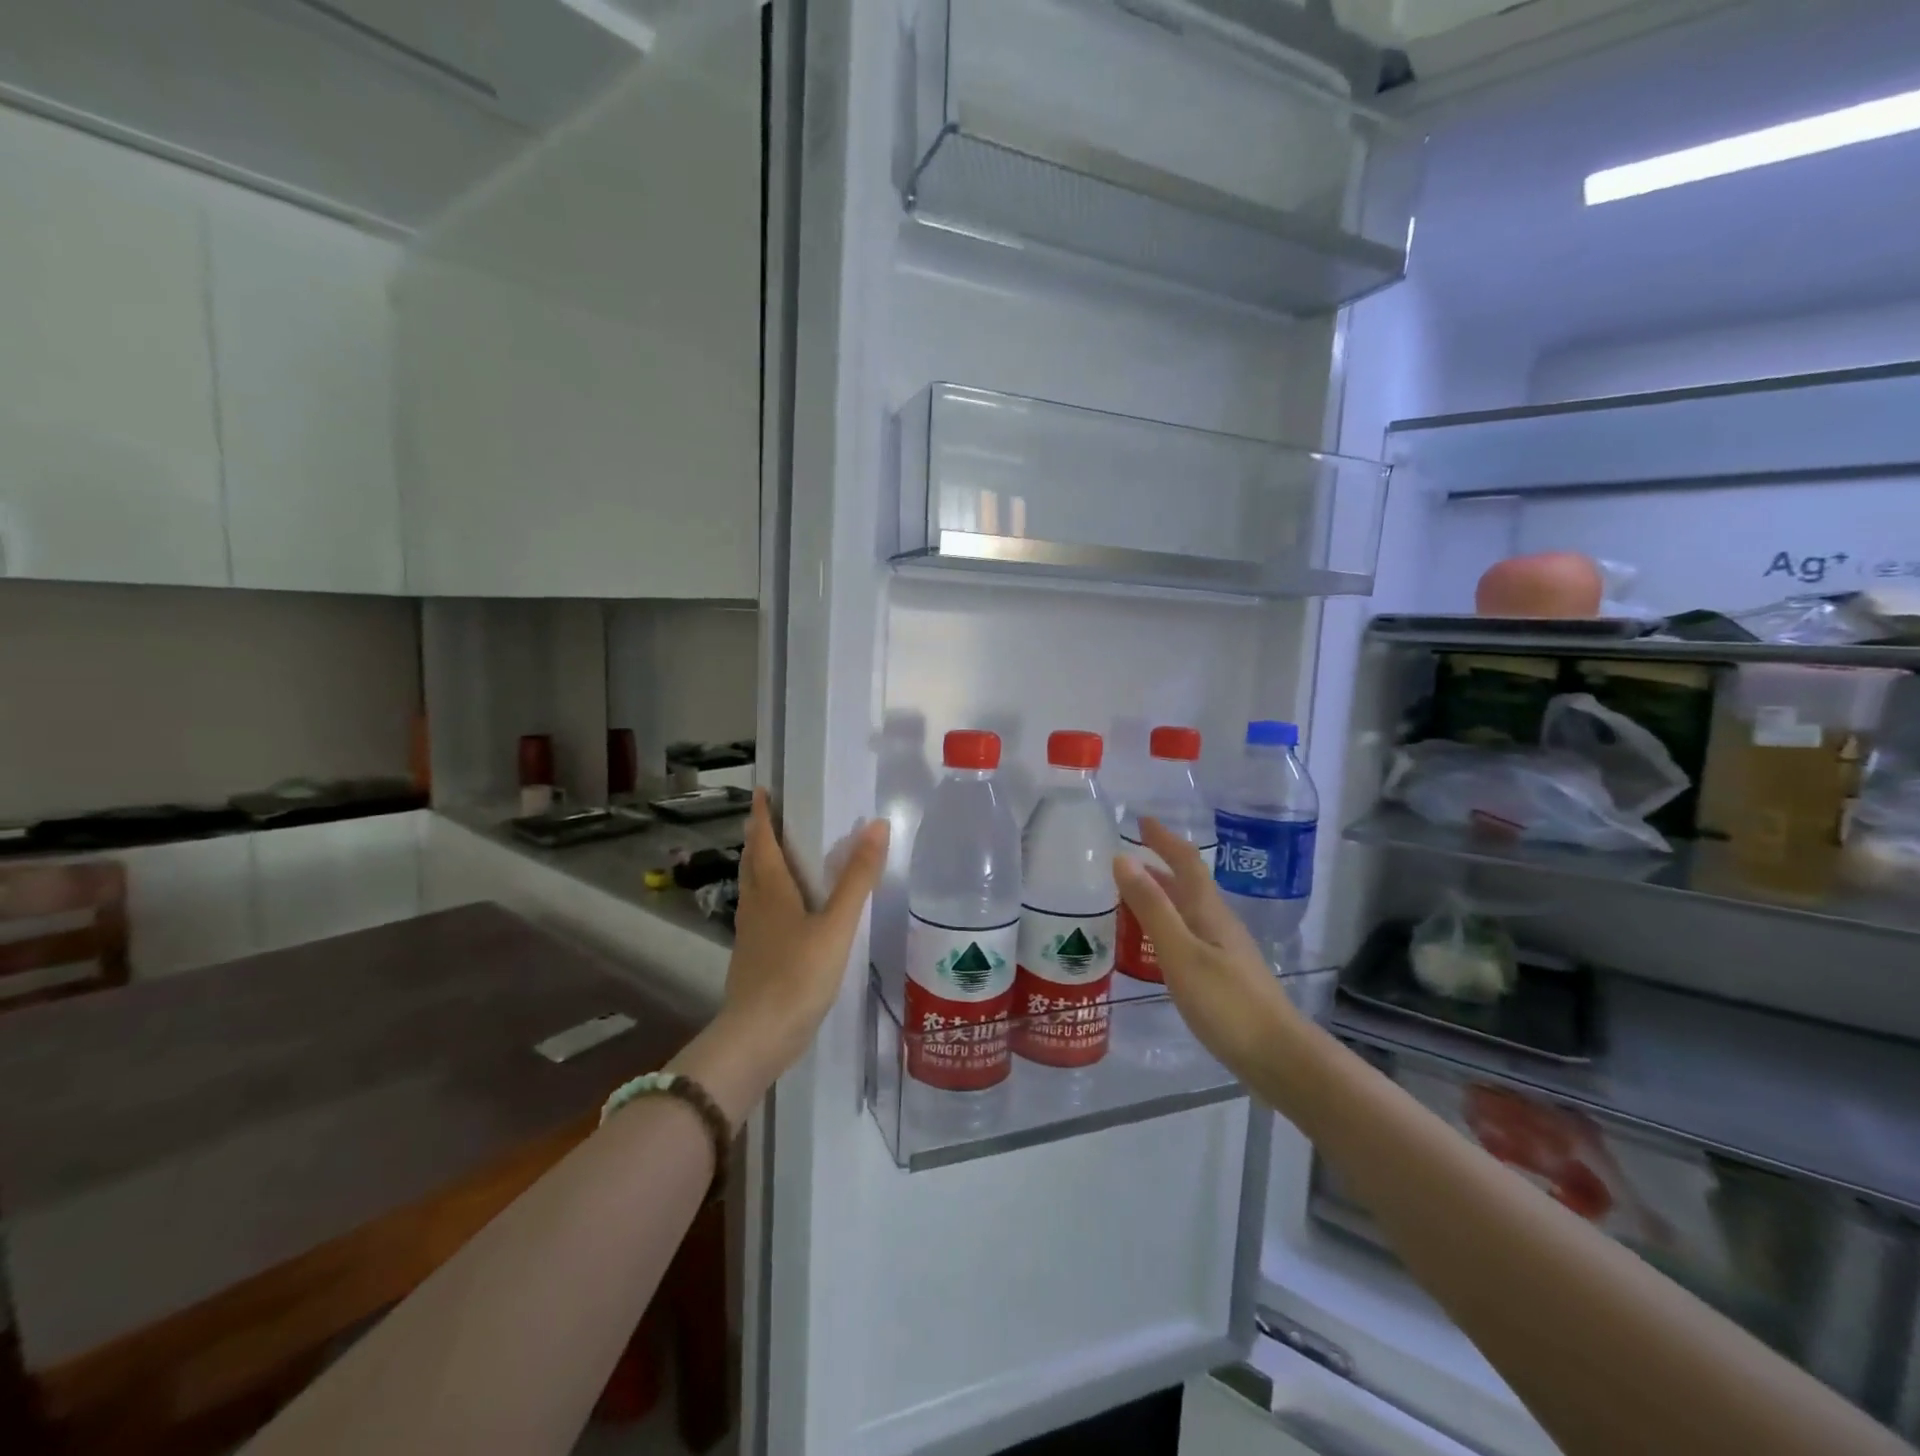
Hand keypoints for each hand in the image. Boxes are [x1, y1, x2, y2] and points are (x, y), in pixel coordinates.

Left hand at [676, 791, 887, 1121]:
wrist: (759, 1037)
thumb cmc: (798, 974)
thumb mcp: (837, 925)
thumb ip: (857, 878)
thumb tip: (877, 826)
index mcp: (772, 890)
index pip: (762, 841)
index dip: (762, 815)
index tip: (762, 791)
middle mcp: (755, 906)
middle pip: (753, 863)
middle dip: (760, 837)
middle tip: (772, 818)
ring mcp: (750, 934)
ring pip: (754, 889)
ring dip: (762, 866)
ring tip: (780, 856)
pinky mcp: (753, 958)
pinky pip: (760, 913)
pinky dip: (769, 897)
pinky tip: (786, 911)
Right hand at [1112, 819, 1300, 1079]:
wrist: (1278, 1057)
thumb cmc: (1227, 1003)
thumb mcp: (1181, 953)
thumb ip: (1152, 908)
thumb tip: (1123, 859)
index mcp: (1210, 912)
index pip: (1186, 863)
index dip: (1164, 839)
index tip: (1141, 820)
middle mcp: (1219, 924)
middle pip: (1188, 885)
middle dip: (1159, 866)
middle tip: (1124, 860)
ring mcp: (1224, 951)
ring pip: (1187, 911)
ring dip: (1161, 896)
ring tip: (1129, 897)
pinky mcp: (1223, 976)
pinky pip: (1188, 936)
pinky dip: (1166, 926)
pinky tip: (1153, 945)